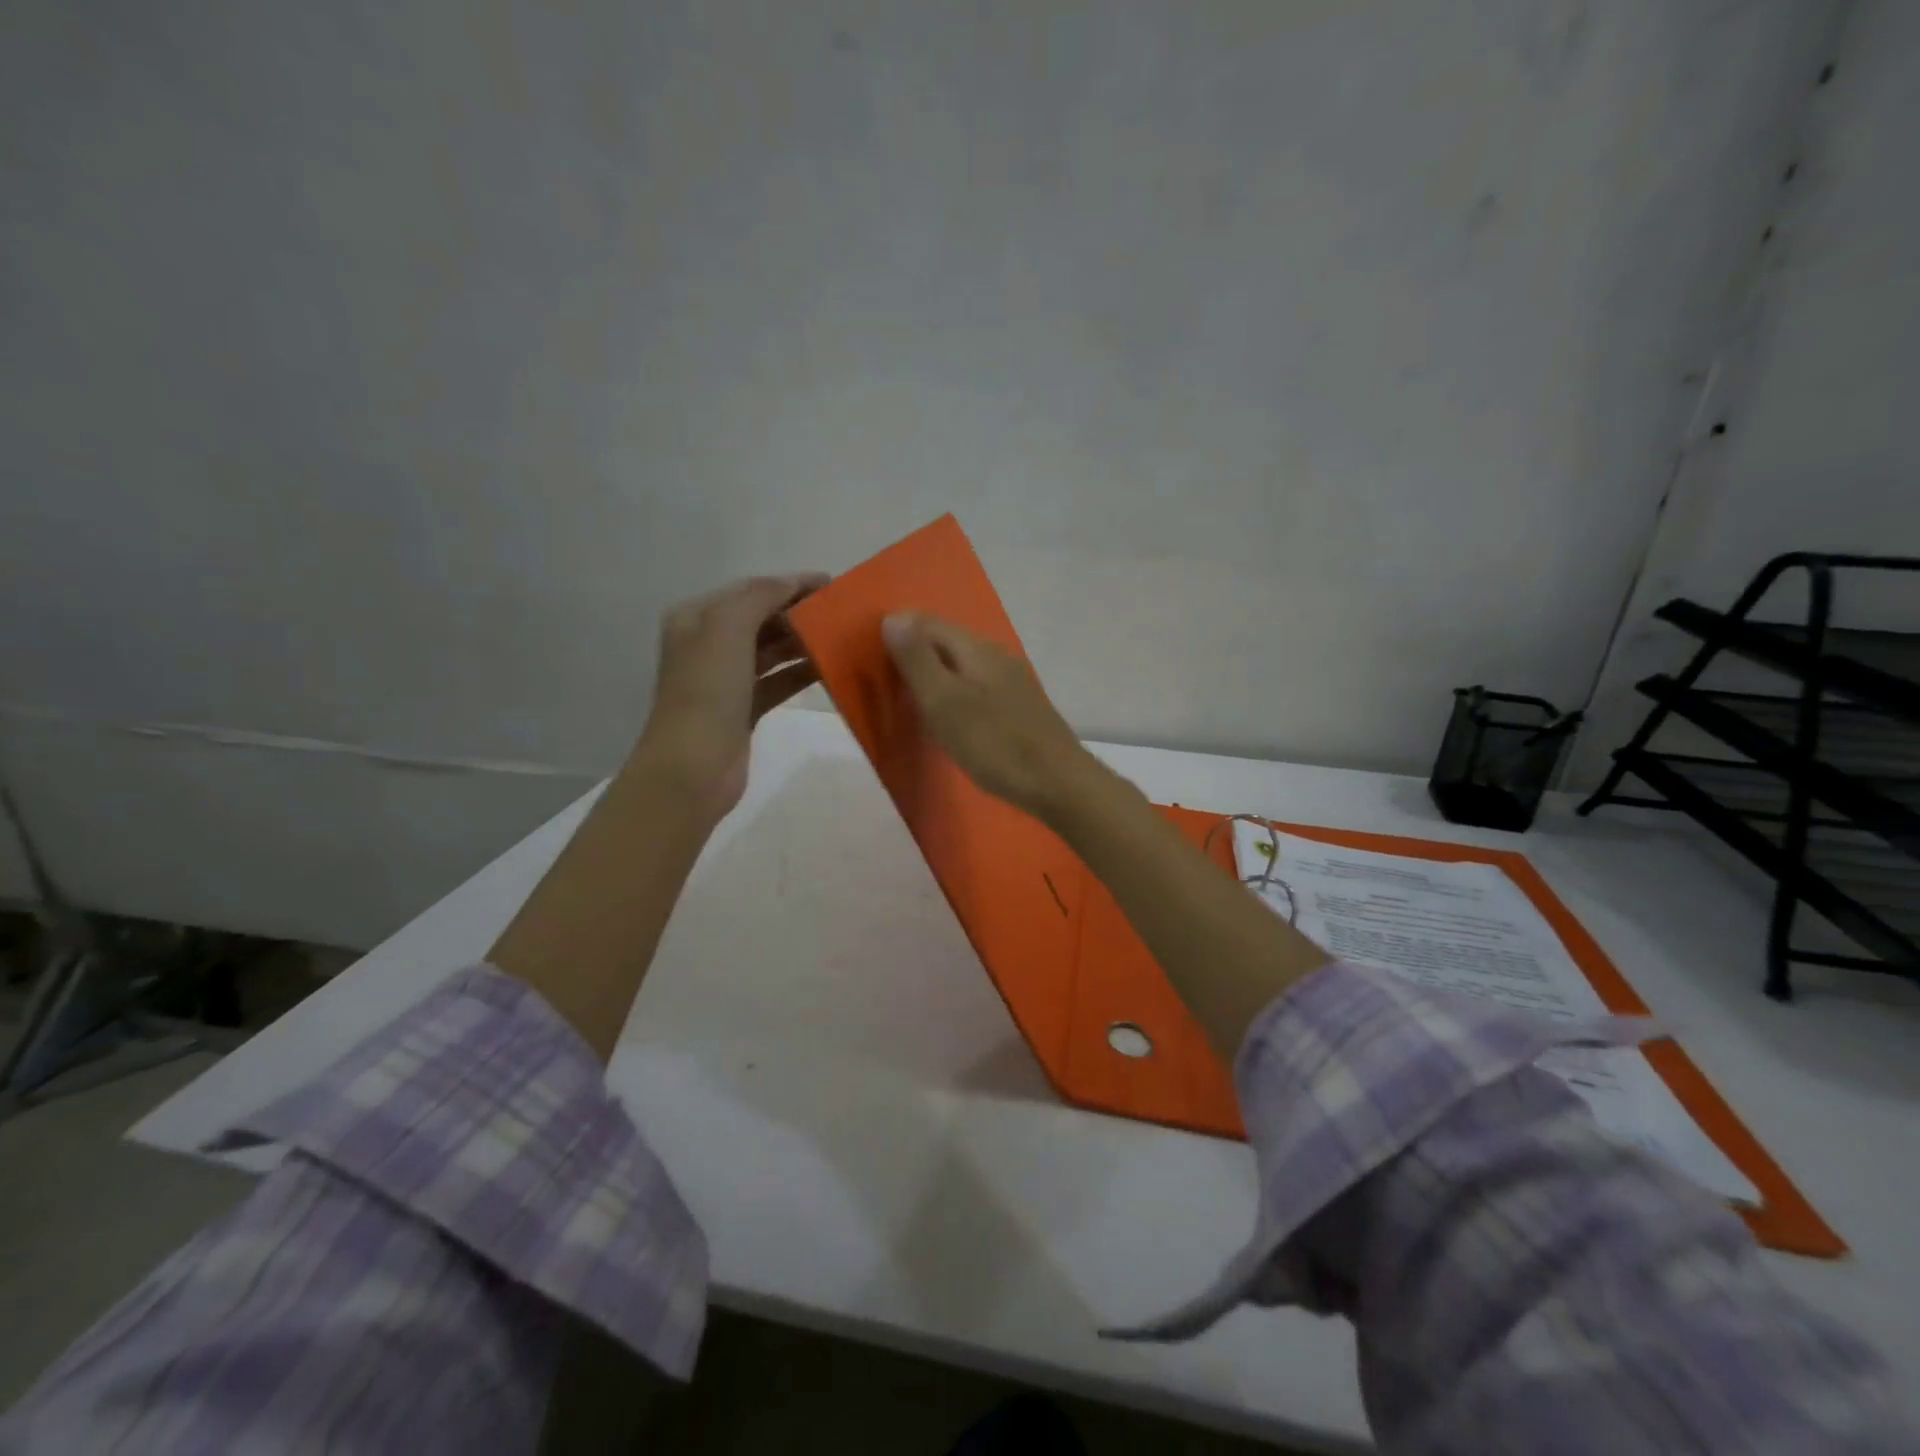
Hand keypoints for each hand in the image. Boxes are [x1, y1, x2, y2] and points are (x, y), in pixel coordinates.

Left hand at [632, 573, 827, 820]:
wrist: (693, 767)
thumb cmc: (707, 691)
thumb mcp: (728, 629)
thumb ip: (761, 597)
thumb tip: (793, 583)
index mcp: (696, 618)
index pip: (751, 590)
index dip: (790, 584)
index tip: (834, 585)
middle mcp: (708, 644)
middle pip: (762, 619)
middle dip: (799, 613)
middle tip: (842, 613)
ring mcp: (726, 679)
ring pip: (771, 651)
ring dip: (803, 643)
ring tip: (841, 638)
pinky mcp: (744, 709)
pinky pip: (778, 682)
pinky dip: (800, 673)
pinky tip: (829, 669)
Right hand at [882, 612, 1097, 821]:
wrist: (1057, 782)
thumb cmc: (994, 743)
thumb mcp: (944, 701)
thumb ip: (918, 659)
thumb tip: (893, 617)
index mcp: (977, 648)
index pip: (928, 622)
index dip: (898, 632)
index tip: (870, 658)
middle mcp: (996, 655)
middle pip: (946, 642)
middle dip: (914, 655)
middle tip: (885, 684)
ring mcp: (1011, 681)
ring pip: (961, 667)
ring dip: (934, 678)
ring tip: (910, 704)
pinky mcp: (1018, 707)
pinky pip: (975, 688)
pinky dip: (953, 697)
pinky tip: (947, 721)